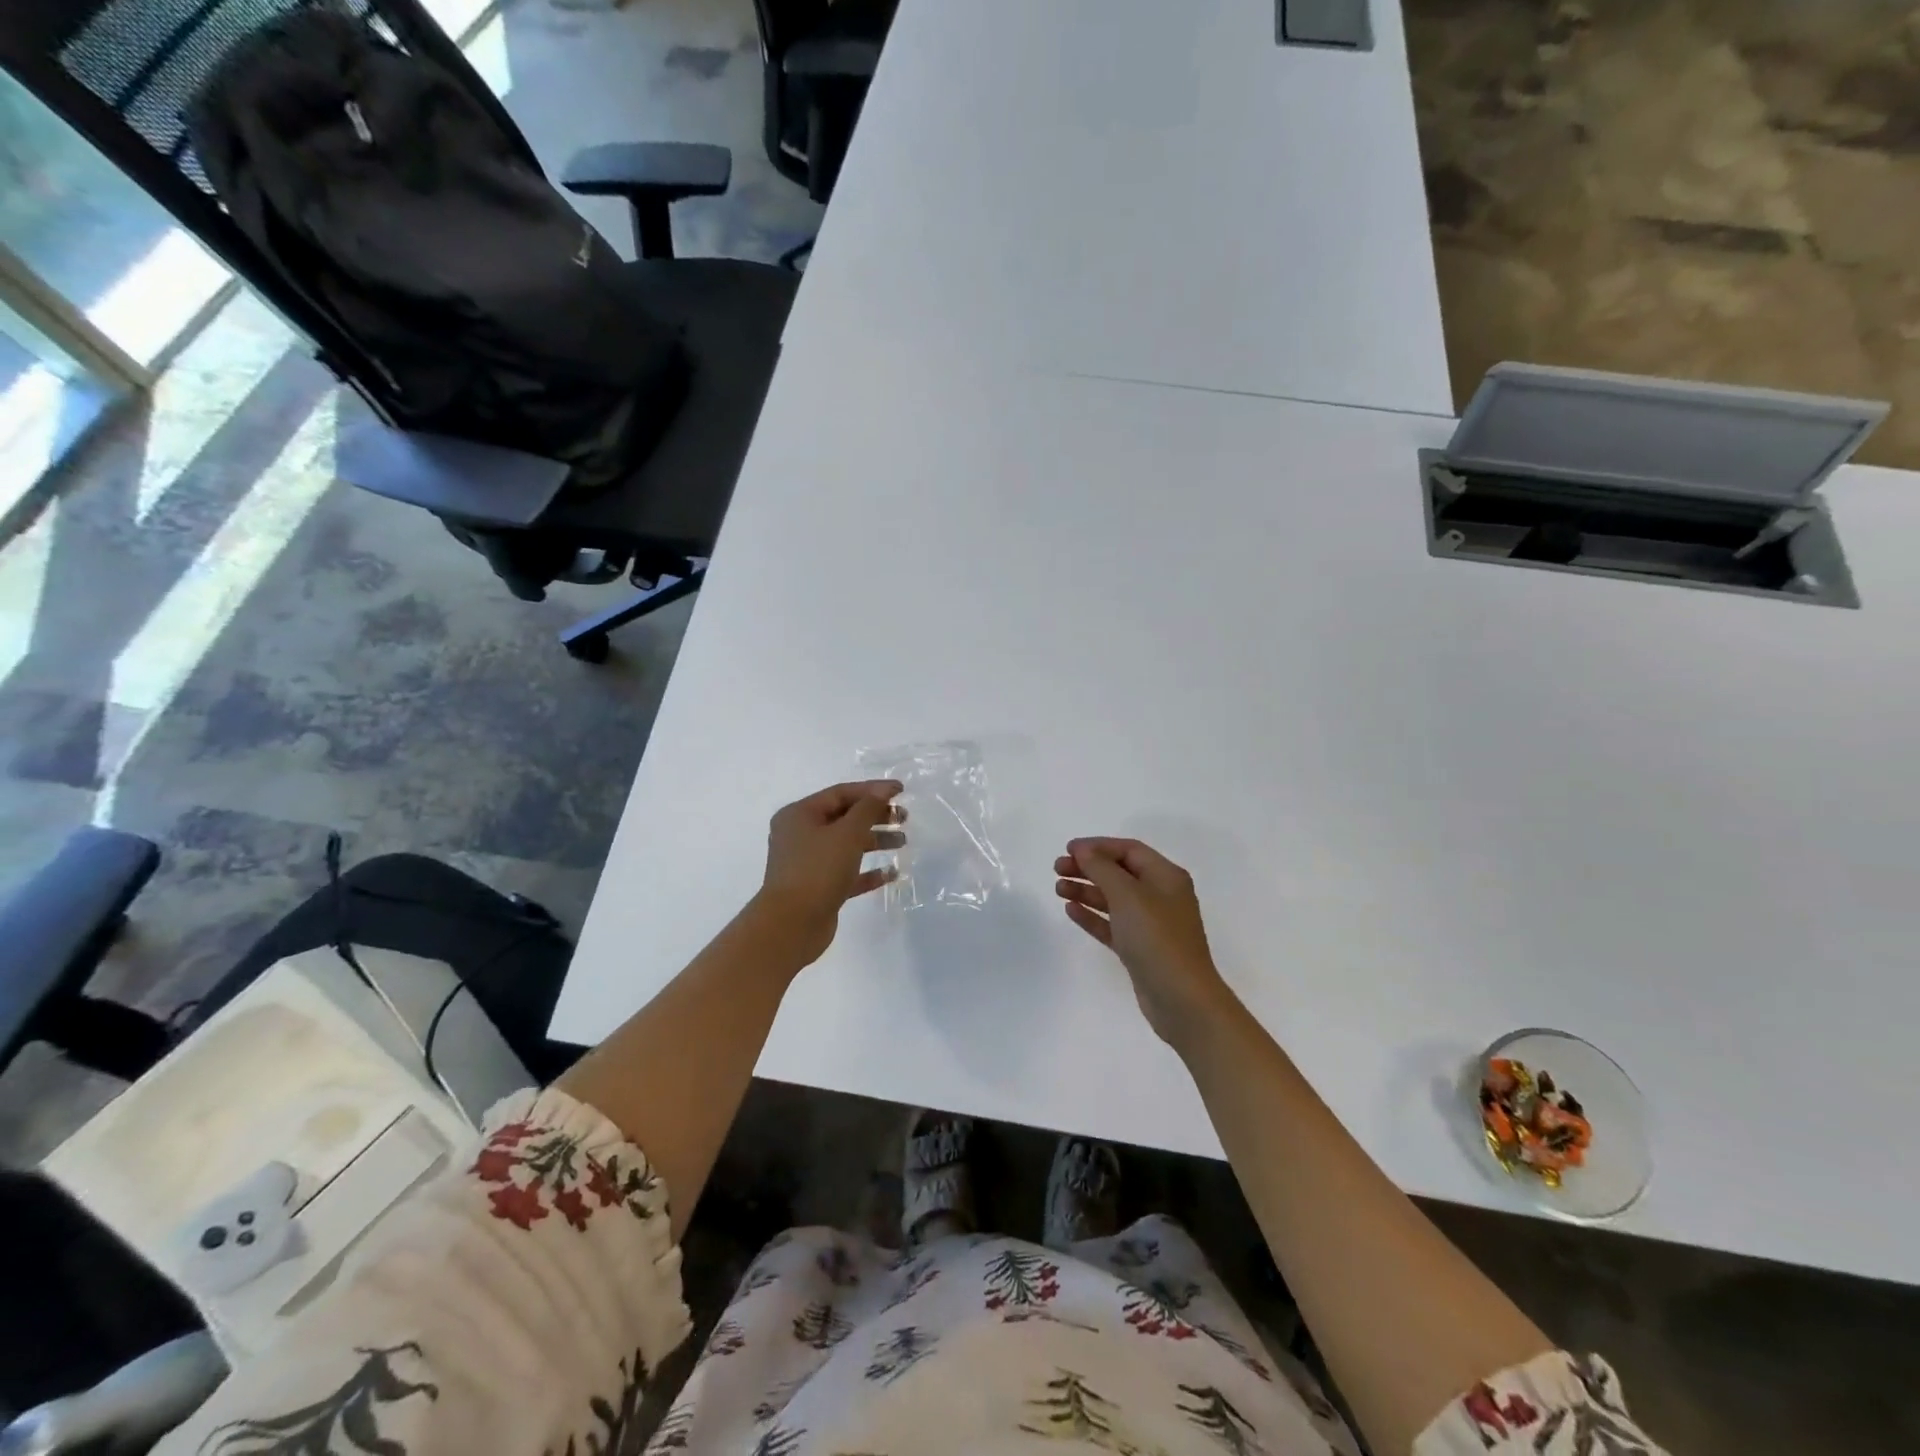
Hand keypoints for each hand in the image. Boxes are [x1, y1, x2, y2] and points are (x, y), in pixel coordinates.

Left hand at [757, 780, 904, 964]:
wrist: (791, 925)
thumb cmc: (817, 870)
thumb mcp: (846, 833)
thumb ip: (867, 809)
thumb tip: (882, 791)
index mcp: (800, 815)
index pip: (841, 793)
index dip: (872, 790)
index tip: (901, 790)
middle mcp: (800, 835)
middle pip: (844, 818)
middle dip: (875, 815)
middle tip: (904, 818)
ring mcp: (808, 863)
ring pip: (847, 845)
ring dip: (875, 841)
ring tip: (902, 842)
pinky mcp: (818, 888)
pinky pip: (847, 873)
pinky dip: (868, 871)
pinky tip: (891, 873)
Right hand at [1055, 838, 1235, 1050]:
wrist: (1182, 1000)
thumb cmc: (1157, 938)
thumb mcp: (1128, 896)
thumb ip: (1102, 869)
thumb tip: (1084, 850)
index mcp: (1166, 877)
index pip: (1129, 850)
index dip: (1098, 846)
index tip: (1068, 849)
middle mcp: (1160, 896)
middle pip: (1119, 873)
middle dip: (1088, 868)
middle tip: (1058, 868)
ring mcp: (1151, 925)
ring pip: (1113, 899)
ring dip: (1086, 890)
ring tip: (1058, 889)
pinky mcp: (1140, 949)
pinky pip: (1112, 925)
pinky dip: (1092, 916)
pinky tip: (1071, 910)